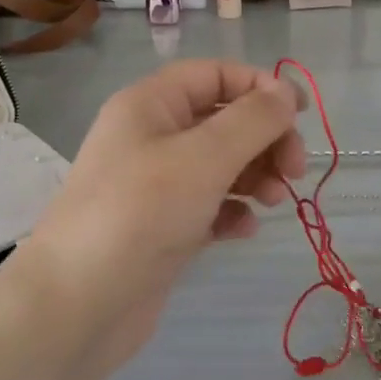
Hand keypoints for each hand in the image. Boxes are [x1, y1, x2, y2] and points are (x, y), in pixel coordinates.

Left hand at [15, 61, 305, 373]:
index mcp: (150, 105)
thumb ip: (253, 120)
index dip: (260, 86)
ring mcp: (155, 186)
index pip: (214, 75)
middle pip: (224, 120)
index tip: (301, 113)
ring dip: (255, 175)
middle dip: (265, 139)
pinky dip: (232, 211)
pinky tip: (243, 229)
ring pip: (220, 165)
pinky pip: (209, 206)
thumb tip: (286, 92)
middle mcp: (151, 137)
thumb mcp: (204, 156)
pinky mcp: (162, 228)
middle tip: (294, 171)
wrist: (79, 304)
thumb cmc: (141, 213)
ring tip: (272, 201)